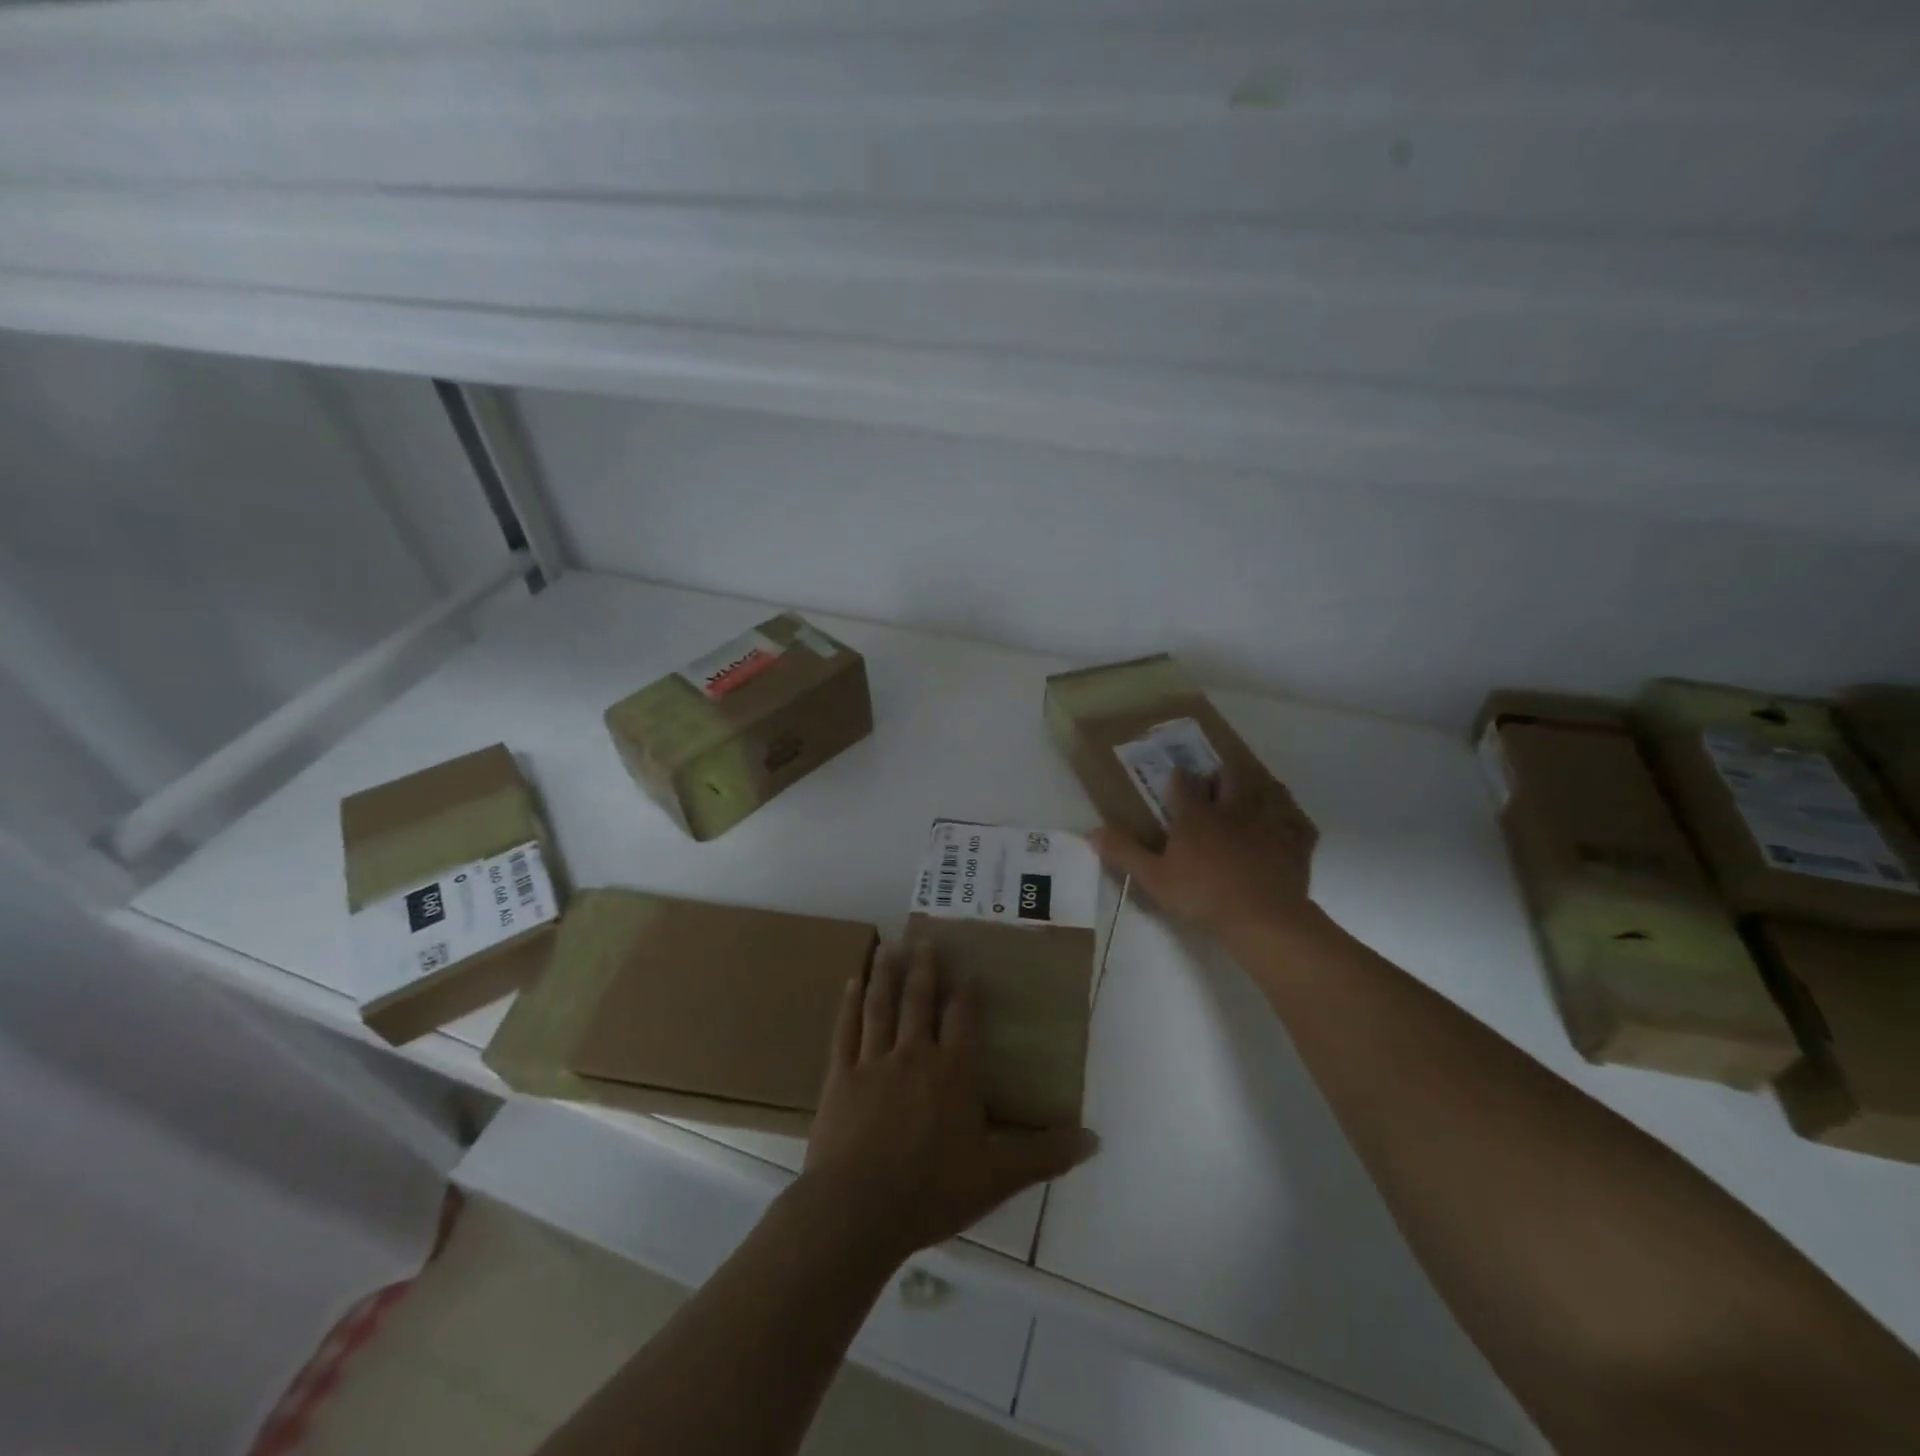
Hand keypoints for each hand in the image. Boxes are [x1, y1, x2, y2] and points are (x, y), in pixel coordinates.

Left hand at [801, 943, 1096, 1259]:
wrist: (857, 1210)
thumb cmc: (931, 1191)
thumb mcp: (997, 1177)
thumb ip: (1044, 1154)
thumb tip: (1094, 1139)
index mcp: (953, 1072)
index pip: (963, 1019)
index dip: (967, 993)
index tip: (968, 969)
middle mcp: (914, 1054)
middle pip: (920, 1000)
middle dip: (925, 968)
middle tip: (924, 937)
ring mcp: (873, 1061)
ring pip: (881, 1005)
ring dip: (886, 973)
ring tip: (889, 945)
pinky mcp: (840, 1075)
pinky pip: (846, 1029)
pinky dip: (850, 1003)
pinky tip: (851, 981)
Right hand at [1088, 767, 1319, 938]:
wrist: (1262, 918)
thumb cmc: (1202, 895)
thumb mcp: (1153, 878)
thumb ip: (1124, 852)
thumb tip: (1092, 831)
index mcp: (1196, 815)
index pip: (1184, 783)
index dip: (1178, 780)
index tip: (1176, 783)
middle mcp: (1233, 808)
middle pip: (1230, 776)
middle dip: (1222, 775)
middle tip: (1216, 785)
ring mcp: (1269, 821)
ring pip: (1267, 789)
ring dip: (1258, 787)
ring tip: (1252, 794)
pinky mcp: (1296, 841)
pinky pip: (1298, 820)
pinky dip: (1292, 817)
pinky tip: (1287, 823)